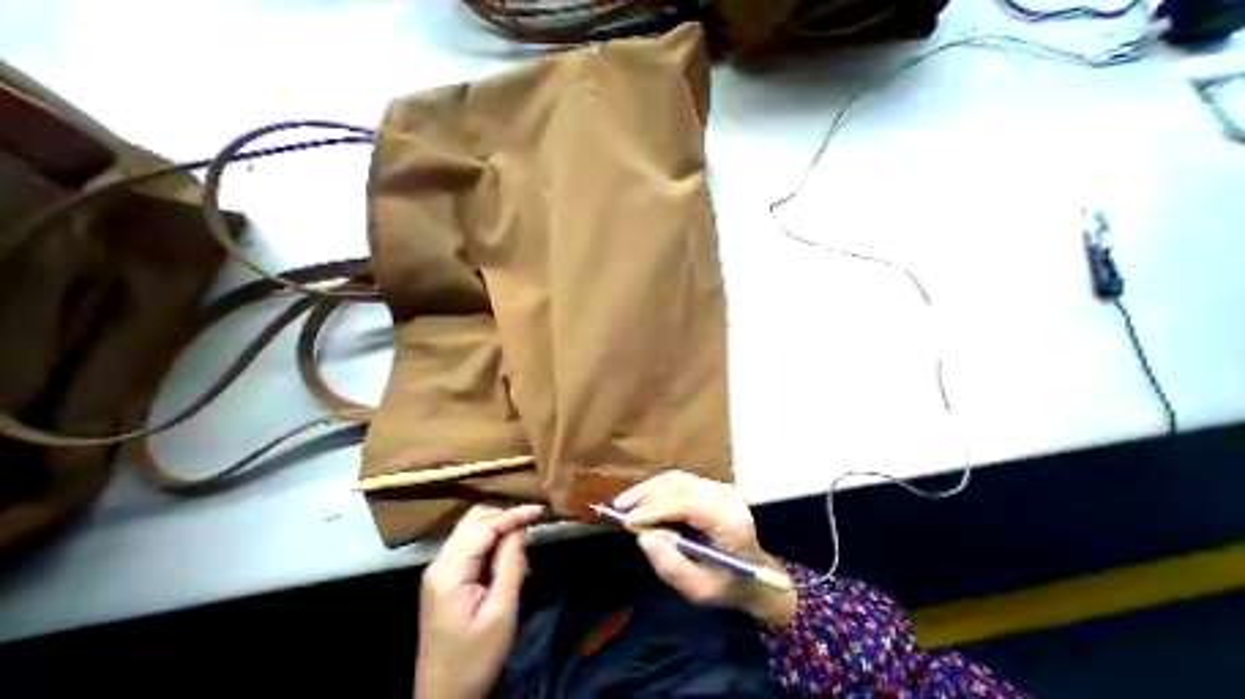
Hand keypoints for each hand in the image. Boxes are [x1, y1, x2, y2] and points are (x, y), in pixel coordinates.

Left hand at [414, 501, 543, 698]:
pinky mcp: (444, 580)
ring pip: (471, 529)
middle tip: (531, 522)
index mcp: (449, 573)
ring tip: (521, 542)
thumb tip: (520, 527)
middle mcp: (439, 564)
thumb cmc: (474, 660)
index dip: (514, 514)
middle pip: (473, 520)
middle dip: (504, 515)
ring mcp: (439, 572)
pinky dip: (491, 541)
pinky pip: (470, 545)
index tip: (540, 510)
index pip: (484, 527)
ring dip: (498, 526)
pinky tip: (506, 556)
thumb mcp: (501, 613)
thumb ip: (511, 564)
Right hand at [615, 473, 795, 624]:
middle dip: (646, 496)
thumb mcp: (699, 590)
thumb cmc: (727, 585)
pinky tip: (642, 499)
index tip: (628, 519)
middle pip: (680, 486)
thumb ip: (671, 567)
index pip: (689, 504)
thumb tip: (643, 538)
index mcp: (730, 522)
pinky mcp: (710, 486)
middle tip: (618, 508)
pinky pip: (679, 481)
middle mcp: (726, 496)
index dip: (657, 508)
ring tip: (624, 502)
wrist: (753, 573)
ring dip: (648, 489)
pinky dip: (657, 489)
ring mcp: (719, 487)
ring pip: (677, 479)